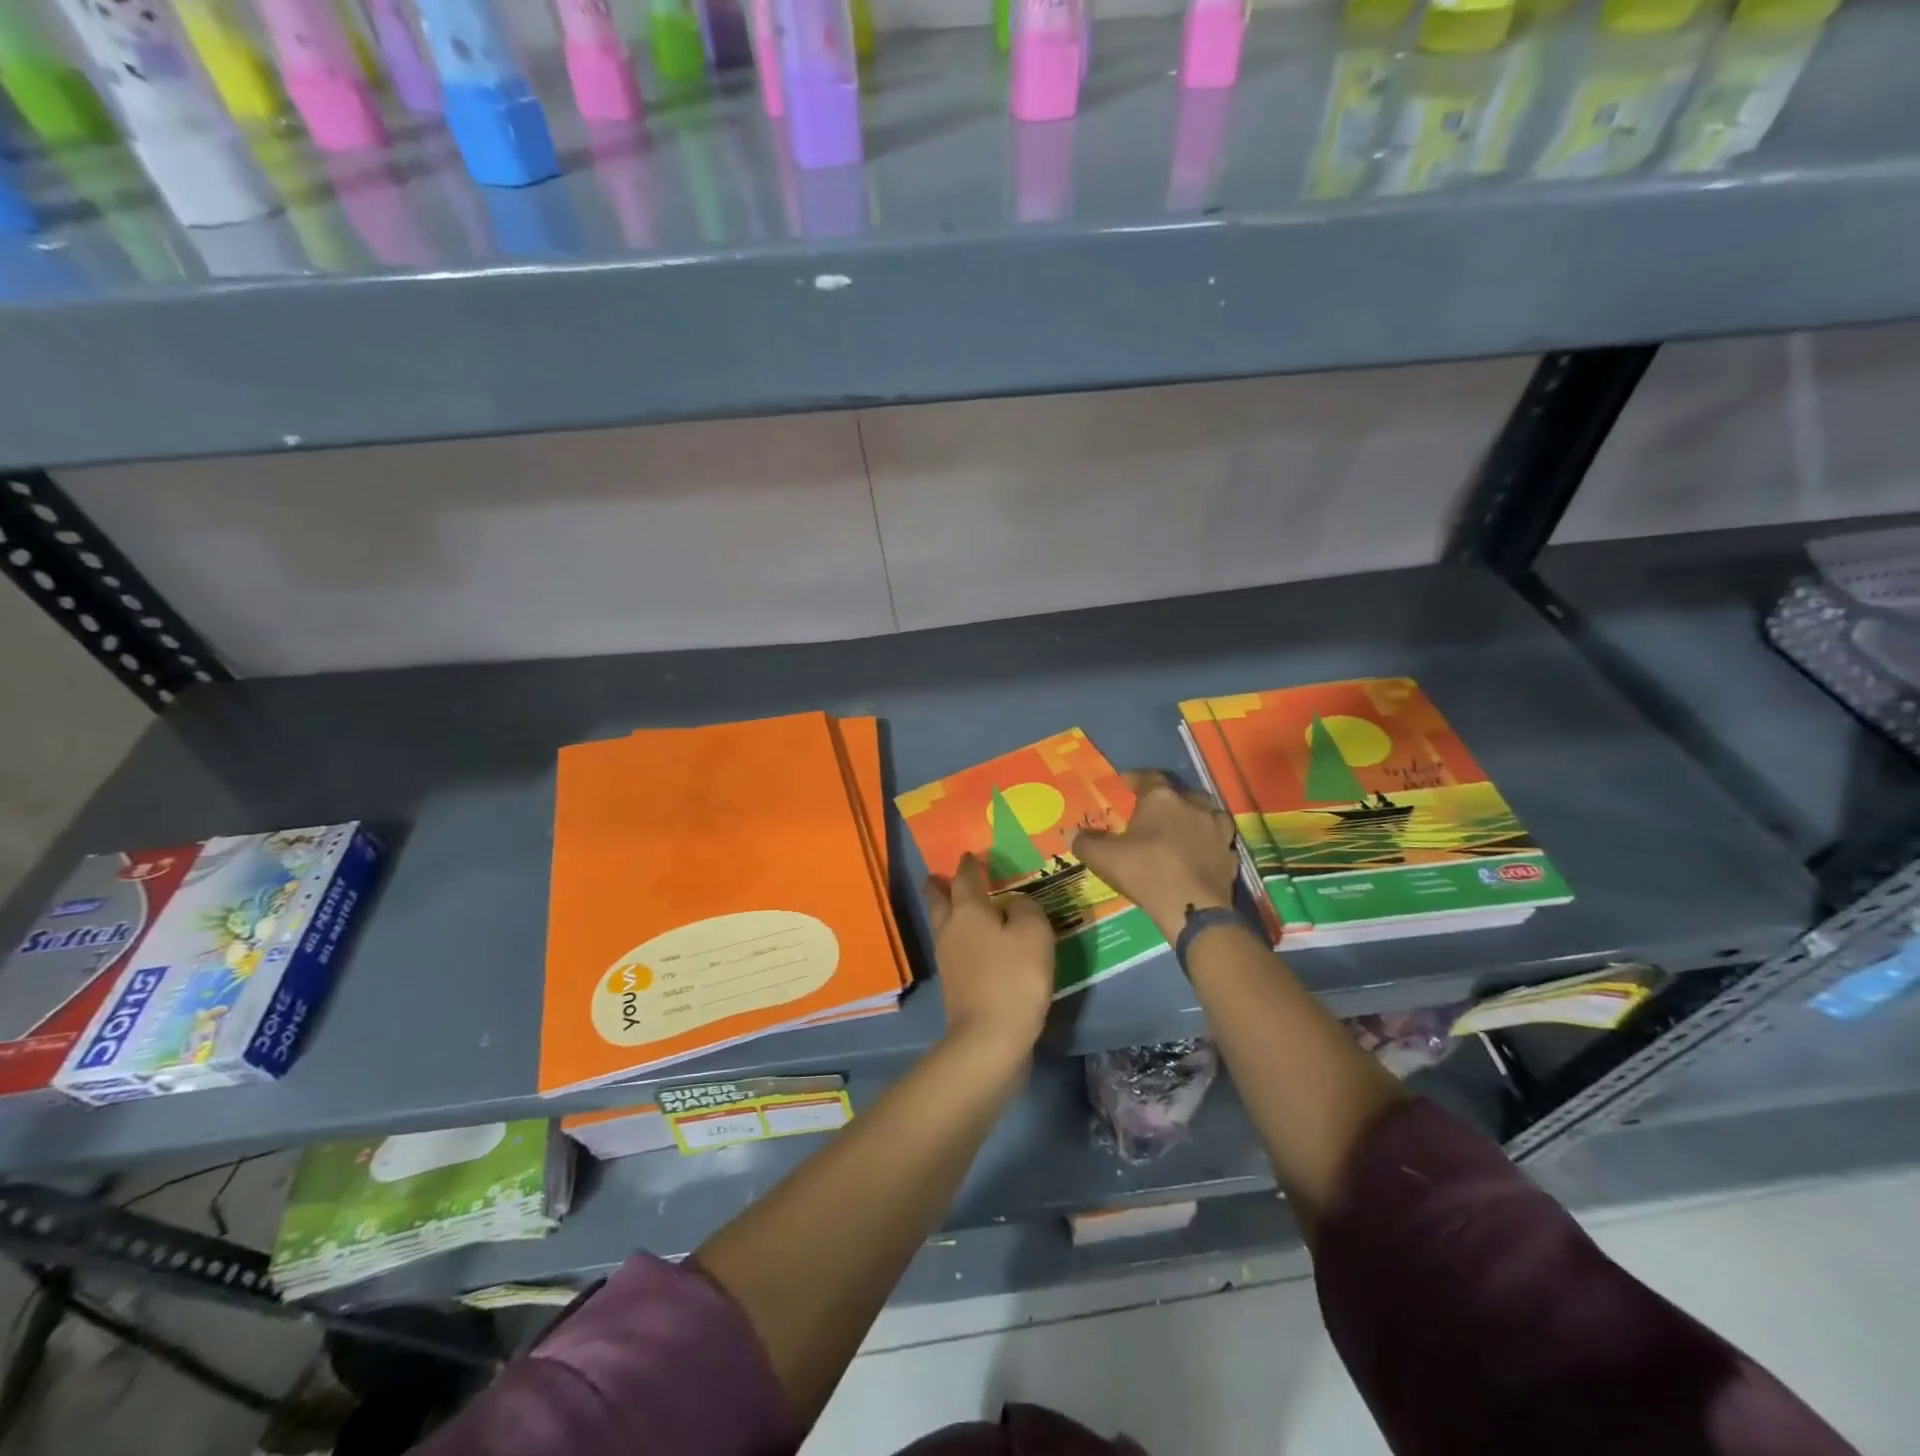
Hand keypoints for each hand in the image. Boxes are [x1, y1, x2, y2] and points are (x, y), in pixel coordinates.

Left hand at [925, 852, 1054, 1061]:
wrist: (989, 1039)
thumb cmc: (1014, 978)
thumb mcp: (1034, 934)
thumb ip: (1027, 908)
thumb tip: (1015, 903)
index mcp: (969, 910)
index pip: (965, 878)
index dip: (969, 865)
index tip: (969, 855)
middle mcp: (951, 929)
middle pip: (939, 900)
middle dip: (939, 886)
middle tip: (937, 875)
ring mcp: (948, 959)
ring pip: (942, 924)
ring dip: (945, 910)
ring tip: (954, 903)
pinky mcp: (954, 984)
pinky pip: (953, 947)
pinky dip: (959, 937)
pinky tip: (973, 942)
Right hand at [1072, 770, 1238, 940]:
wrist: (1192, 908)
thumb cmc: (1145, 872)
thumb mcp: (1104, 858)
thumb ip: (1085, 842)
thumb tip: (1070, 833)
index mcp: (1161, 799)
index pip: (1148, 777)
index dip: (1134, 779)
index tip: (1124, 786)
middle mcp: (1193, 805)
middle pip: (1179, 794)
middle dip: (1165, 800)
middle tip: (1151, 814)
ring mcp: (1217, 829)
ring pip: (1206, 814)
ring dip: (1193, 818)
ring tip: (1179, 830)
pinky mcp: (1230, 854)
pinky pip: (1218, 841)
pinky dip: (1208, 844)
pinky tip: (1199, 855)